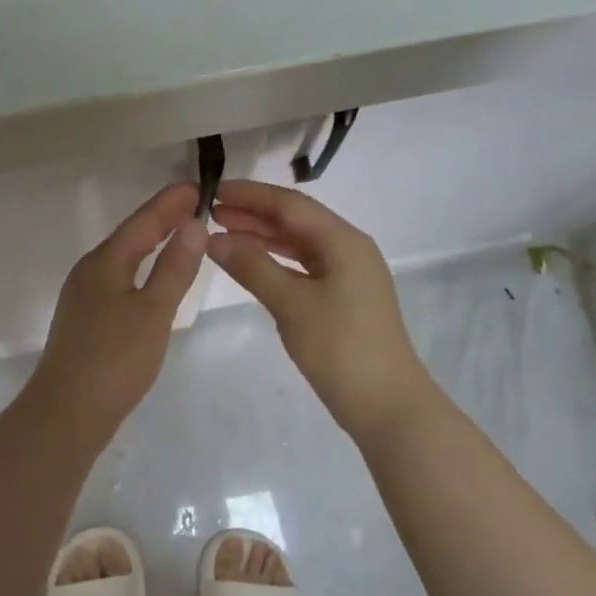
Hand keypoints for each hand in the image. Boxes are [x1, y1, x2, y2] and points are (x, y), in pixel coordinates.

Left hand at [31, 184, 207, 436]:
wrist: (68, 412)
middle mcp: (89, 273)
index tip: (197, 186)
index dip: (170, 203)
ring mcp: (83, 298)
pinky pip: (118, 281)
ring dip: (150, 244)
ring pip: (122, 260)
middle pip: (129, 237)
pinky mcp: (85, 322)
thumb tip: (193, 224)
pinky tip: (152, 282)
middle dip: (161, 219)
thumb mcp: (154, 311)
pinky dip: (141, 271)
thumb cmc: (115, 359)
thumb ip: (174, 268)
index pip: (142, 221)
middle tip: (194, 205)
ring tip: (179, 236)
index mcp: (104, 263)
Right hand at [207, 180, 437, 439]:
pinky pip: (303, 266)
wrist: (385, 403)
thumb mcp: (291, 304)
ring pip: (299, 244)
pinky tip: (251, 264)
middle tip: (209, 213)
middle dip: (253, 214)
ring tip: (223, 234)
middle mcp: (348, 249)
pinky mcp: (342, 298)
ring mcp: (347, 274)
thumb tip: (213, 238)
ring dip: (262, 237)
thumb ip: (252, 267)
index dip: (250, 195)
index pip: (290, 205)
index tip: (212, 192)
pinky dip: (275, 261)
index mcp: (343, 241)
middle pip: (295, 221)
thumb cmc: (340, 348)